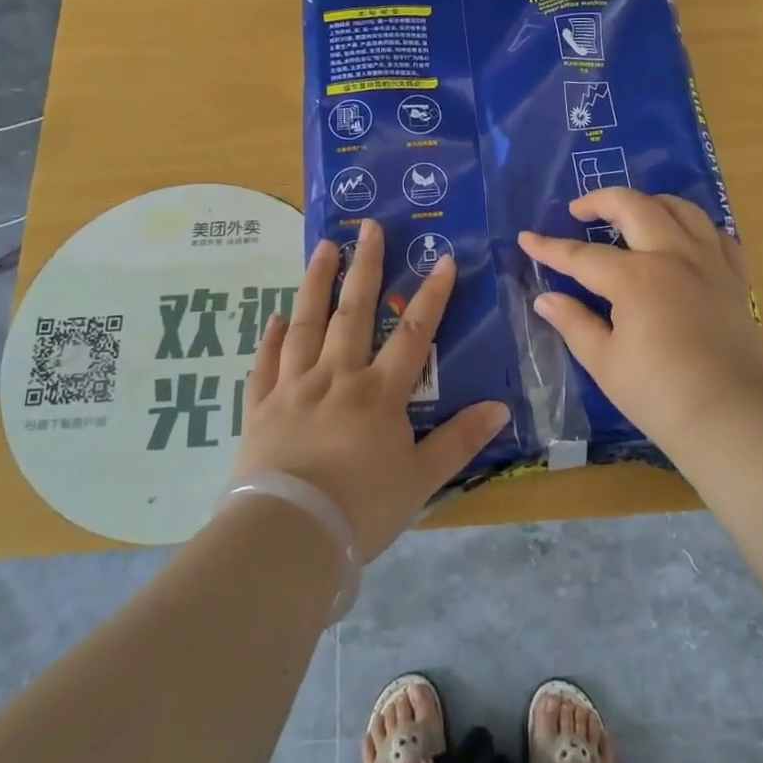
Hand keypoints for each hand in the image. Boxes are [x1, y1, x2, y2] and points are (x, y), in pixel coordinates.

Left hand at [233, 219, 507, 562]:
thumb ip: (459, 440)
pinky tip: (275, 315)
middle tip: (368, 227)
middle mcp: (337, 376)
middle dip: (366, 266)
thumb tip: (500, 408)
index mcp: (379, 393)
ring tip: (324, 247)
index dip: (431, 294)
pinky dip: (271, 336)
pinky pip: (265, 362)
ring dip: (316, 282)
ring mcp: (294, 387)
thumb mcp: (421, 479)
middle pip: (354, 312)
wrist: (288, 535)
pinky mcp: (261, 406)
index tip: (442, 258)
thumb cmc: (362, 509)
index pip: (414, 333)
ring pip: (306, 324)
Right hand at [518, 189, 762, 448]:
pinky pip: (716, 233)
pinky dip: (694, 226)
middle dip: (600, 201)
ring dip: (649, 202)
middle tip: (579, 211)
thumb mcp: (604, 362)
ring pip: (680, 208)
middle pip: (634, 207)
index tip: (526, 238)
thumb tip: (545, 299)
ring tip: (630, 214)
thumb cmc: (660, 394)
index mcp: (635, 278)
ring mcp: (709, 262)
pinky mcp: (735, 277)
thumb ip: (574, 323)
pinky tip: (682, 239)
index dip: (550, 248)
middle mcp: (673, 256)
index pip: (582, 255)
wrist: (733, 417)